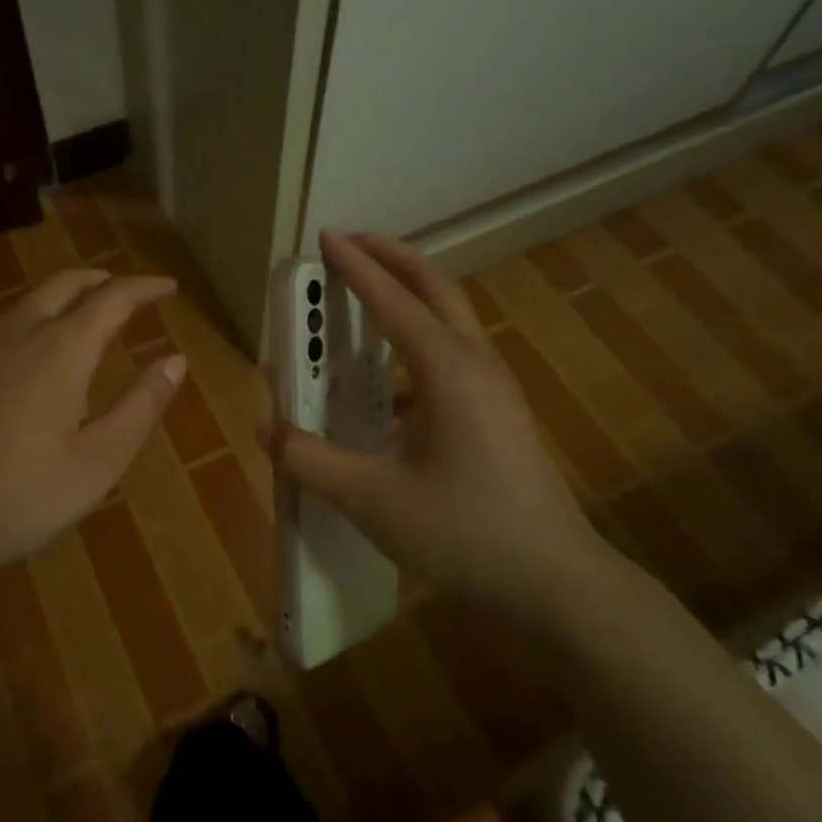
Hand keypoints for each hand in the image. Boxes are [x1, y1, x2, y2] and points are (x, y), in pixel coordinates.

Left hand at [0, 268, 185, 600]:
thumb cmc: (21, 497)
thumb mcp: (99, 461)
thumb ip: (141, 405)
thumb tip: (175, 360)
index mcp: (59, 350)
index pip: (112, 298)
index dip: (144, 287)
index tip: (168, 287)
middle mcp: (15, 334)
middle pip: (63, 284)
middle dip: (101, 280)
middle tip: (126, 293)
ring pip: (26, 304)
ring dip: (62, 300)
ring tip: (84, 322)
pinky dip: (30, 326)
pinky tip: (29, 363)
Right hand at [264, 232, 620, 622]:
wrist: (555, 583)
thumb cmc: (464, 532)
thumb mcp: (372, 499)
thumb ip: (311, 460)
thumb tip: (266, 431)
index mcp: (447, 370)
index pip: (393, 301)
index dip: (356, 266)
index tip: (326, 237)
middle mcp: (476, 364)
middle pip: (436, 289)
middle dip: (393, 258)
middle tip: (352, 243)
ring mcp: (494, 389)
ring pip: (450, 320)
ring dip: (410, 296)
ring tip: (368, 296)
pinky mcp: (499, 415)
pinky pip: (453, 356)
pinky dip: (418, 342)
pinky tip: (388, 382)